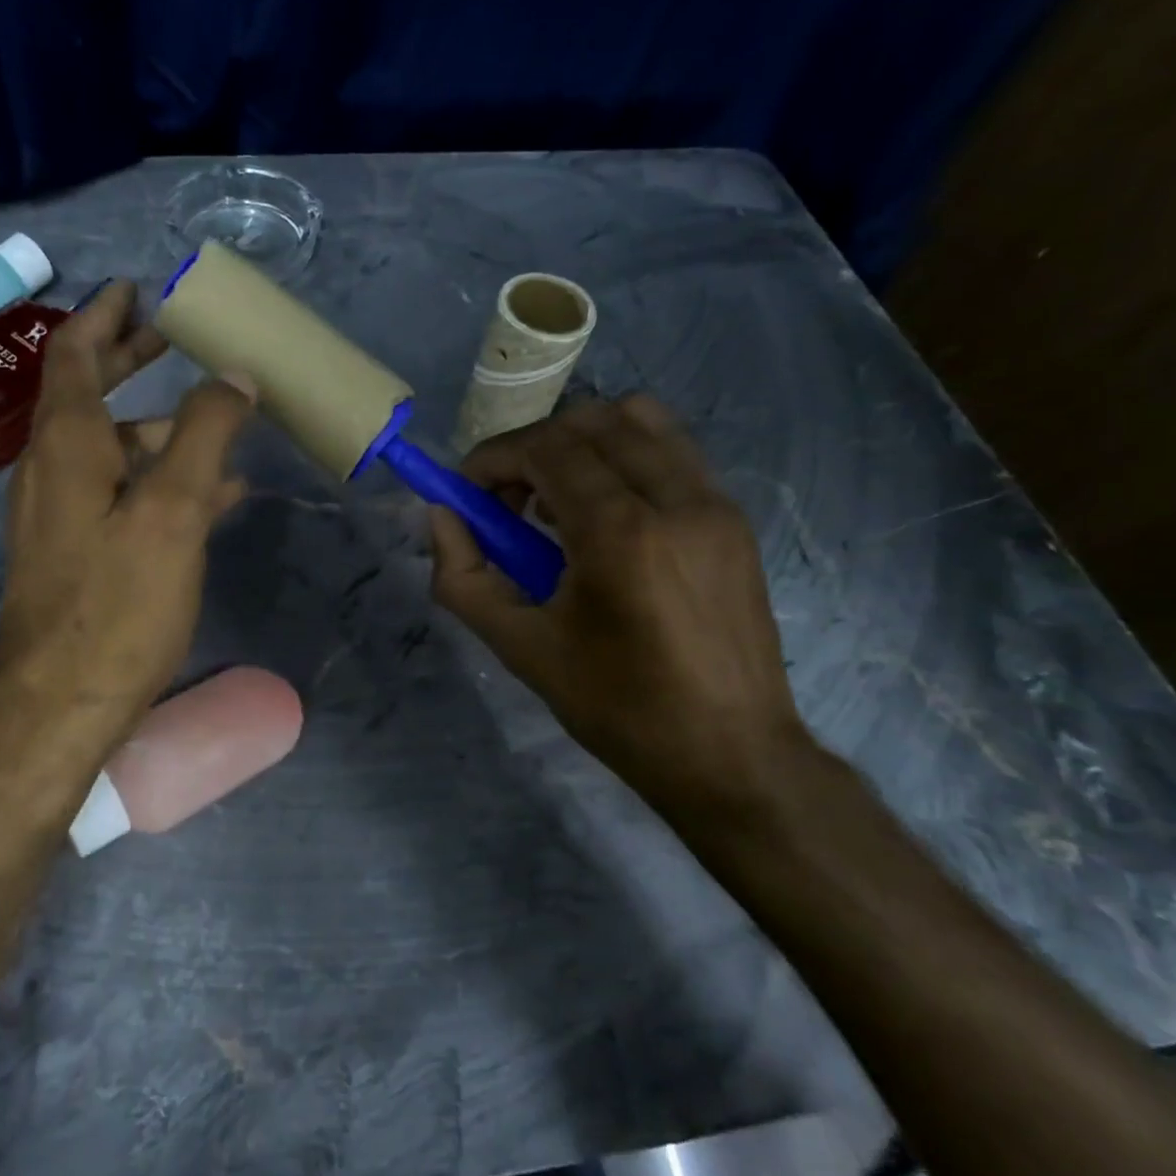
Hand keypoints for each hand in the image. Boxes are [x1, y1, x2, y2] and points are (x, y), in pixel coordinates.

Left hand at [0, 279, 254, 782]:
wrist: (61, 705)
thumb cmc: (116, 604)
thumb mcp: (173, 511)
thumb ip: (205, 435)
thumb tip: (233, 377)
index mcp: (66, 445)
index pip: (74, 354)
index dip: (104, 316)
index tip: (136, 289)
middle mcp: (52, 471)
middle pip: (88, 396)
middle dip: (129, 362)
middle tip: (171, 338)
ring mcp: (60, 516)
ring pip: (111, 450)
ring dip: (159, 429)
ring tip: (218, 426)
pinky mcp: (76, 554)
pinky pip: (120, 495)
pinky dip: (160, 479)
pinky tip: (211, 496)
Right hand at [429, 395, 812, 823]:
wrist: (732, 755)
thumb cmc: (618, 708)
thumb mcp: (521, 649)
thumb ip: (464, 578)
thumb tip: (441, 518)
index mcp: (620, 534)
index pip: (547, 448)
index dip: (494, 458)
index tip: (468, 492)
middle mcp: (675, 499)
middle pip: (591, 420)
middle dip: (533, 447)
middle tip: (508, 500)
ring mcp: (715, 503)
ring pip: (640, 421)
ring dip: (582, 442)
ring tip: (558, 500)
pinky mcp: (734, 519)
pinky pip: (671, 452)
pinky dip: (623, 458)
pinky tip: (606, 517)